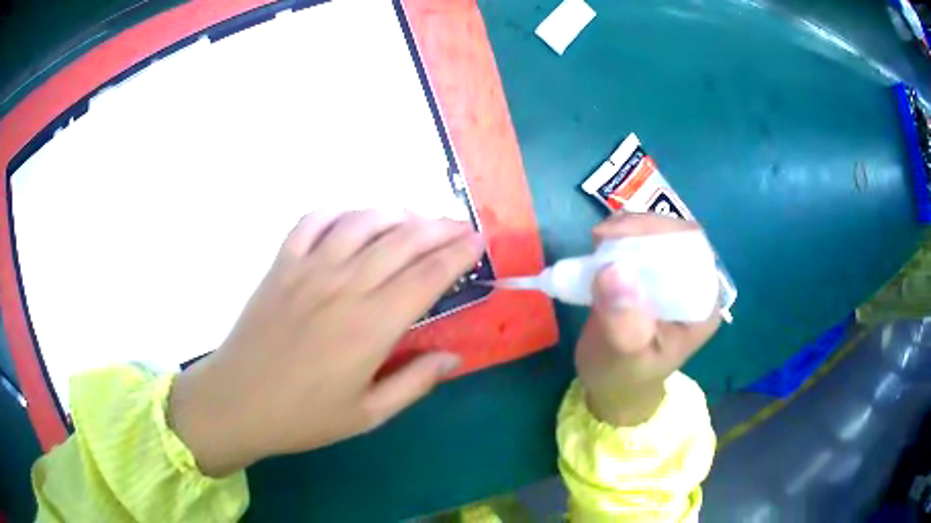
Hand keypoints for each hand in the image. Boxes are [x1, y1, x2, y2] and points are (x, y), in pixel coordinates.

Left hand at [168, 211, 482, 476]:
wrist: (238, 402)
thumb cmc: (304, 417)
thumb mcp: (367, 414)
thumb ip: (414, 382)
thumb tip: (454, 357)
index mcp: (371, 326)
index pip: (428, 276)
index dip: (458, 255)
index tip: (478, 242)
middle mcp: (344, 285)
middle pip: (402, 241)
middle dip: (439, 228)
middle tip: (461, 226)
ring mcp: (308, 268)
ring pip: (362, 223)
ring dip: (396, 213)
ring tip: (416, 217)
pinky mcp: (281, 264)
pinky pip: (313, 222)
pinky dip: (338, 212)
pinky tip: (353, 219)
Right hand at [575, 213, 720, 426]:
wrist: (613, 387)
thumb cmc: (623, 379)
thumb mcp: (624, 360)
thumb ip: (624, 325)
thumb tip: (611, 272)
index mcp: (701, 306)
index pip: (692, 252)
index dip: (658, 235)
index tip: (615, 239)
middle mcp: (693, 285)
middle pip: (676, 235)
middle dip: (640, 228)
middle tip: (601, 237)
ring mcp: (672, 277)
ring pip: (657, 233)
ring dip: (627, 229)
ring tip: (598, 241)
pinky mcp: (651, 273)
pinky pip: (640, 242)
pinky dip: (618, 237)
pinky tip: (600, 245)